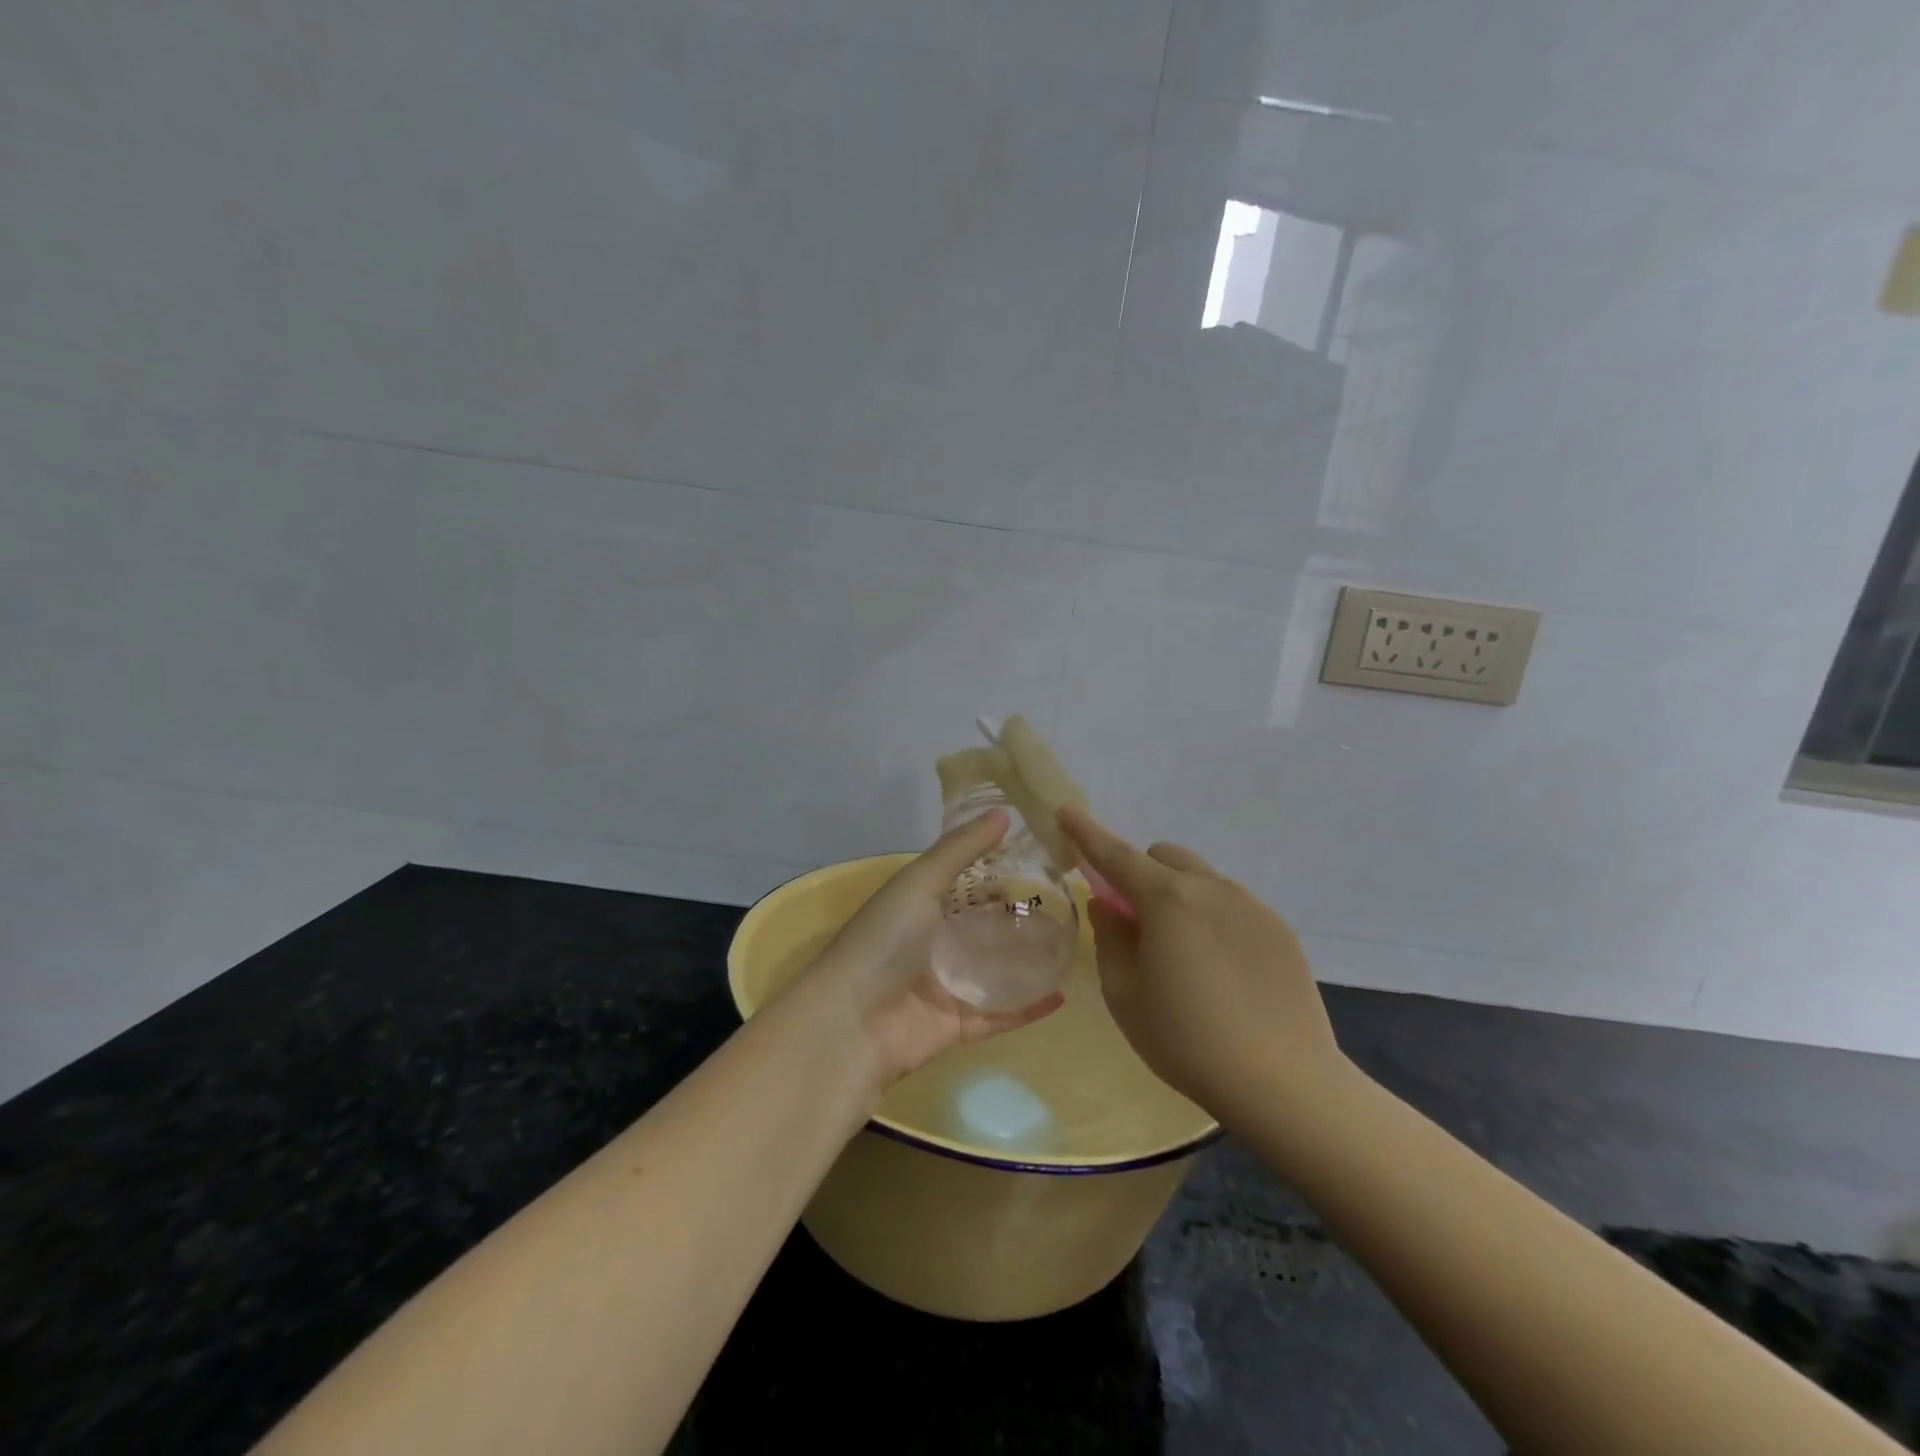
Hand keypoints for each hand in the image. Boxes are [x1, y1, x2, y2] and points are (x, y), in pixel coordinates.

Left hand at [804, 810, 1063, 1086]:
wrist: (852, 1023)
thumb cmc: (884, 940)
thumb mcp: (920, 882)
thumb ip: (961, 849)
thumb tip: (1004, 812)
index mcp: (919, 906)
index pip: (964, 883)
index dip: (997, 871)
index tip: (1041, 858)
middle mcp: (933, 943)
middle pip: (983, 927)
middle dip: (1017, 916)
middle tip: (1068, 902)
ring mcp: (946, 986)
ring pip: (996, 970)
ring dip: (1028, 960)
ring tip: (1072, 943)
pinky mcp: (959, 1024)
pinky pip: (1001, 1013)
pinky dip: (1028, 1006)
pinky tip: (1062, 992)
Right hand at [1058, 806, 1347, 1125]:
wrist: (1283, 1082)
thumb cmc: (1187, 1040)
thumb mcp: (1125, 995)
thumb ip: (1110, 938)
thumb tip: (1108, 905)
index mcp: (1167, 899)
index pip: (1115, 853)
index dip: (1086, 832)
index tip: (1066, 813)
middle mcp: (1211, 888)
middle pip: (1164, 857)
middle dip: (1141, 874)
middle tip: (1136, 922)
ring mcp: (1251, 906)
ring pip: (1201, 880)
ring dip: (1179, 897)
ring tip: (1185, 956)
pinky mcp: (1279, 930)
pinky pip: (1232, 906)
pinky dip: (1213, 919)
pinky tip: (1222, 972)